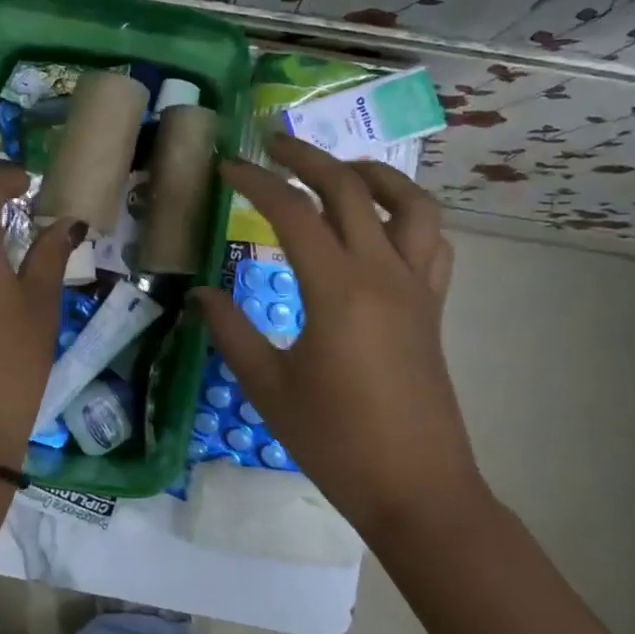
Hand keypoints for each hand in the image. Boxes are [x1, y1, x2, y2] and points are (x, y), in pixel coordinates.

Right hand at [192, 134, 482, 532]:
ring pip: (410, 204)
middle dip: (307, 159)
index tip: (226, 168)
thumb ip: (231, 331)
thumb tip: (201, 294)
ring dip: (372, 175)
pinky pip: (432, 242)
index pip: (292, 213)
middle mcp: (383, 274)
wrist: (417, 489)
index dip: (255, 182)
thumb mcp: (268, 387)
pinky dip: (408, 216)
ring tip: (337, 171)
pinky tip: (380, 225)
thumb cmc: (335, 441)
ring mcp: (416, 288)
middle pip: (350, 190)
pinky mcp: (432, 307)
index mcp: (337, 290)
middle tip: (271, 144)